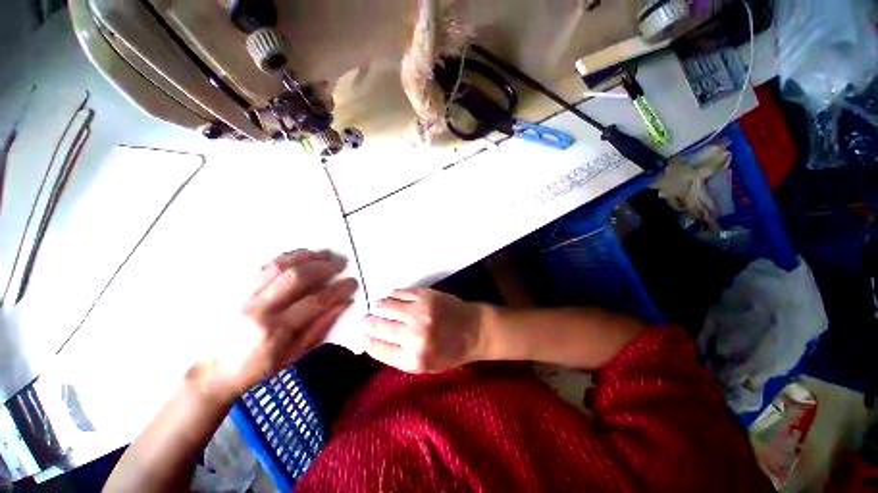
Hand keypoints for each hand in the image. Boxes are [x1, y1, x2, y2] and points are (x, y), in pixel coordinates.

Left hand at [203, 250, 357, 397]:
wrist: (215, 372)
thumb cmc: (258, 370)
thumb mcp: (295, 355)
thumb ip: (320, 327)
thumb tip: (343, 303)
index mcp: (275, 330)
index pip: (314, 301)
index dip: (338, 289)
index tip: (353, 282)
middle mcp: (259, 308)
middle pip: (296, 277)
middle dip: (324, 267)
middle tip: (342, 264)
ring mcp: (246, 296)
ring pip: (280, 266)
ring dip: (307, 257)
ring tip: (327, 254)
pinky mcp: (239, 290)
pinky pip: (265, 266)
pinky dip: (288, 257)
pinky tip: (303, 254)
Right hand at [362, 288, 483, 372]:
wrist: (475, 329)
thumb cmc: (450, 351)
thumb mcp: (425, 366)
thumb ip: (398, 357)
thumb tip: (371, 341)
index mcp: (413, 358)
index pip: (377, 348)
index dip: (365, 340)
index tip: (362, 336)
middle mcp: (414, 334)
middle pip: (376, 325)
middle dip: (366, 323)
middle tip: (365, 321)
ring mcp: (419, 311)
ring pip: (384, 305)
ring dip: (378, 308)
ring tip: (379, 309)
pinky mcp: (425, 294)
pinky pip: (397, 292)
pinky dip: (391, 296)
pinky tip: (393, 300)